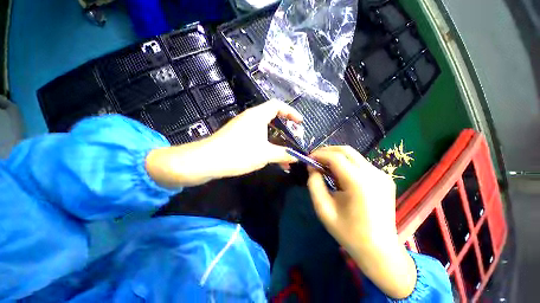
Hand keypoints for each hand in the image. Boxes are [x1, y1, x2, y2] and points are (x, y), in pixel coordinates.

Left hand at [146, 100, 302, 187]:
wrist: (207, 161)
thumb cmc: (239, 153)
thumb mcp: (265, 154)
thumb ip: (283, 154)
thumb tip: (297, 157)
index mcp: (257, 115)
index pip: (278, 105)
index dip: (291, 111)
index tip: (300, 123)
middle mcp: (250, 118)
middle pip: (272, 117)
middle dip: (285, 128)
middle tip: (293, 138)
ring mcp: (242, 127)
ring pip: (264, 130)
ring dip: (276, 140)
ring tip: (284, 153)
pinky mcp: (237, 136)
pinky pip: (257, 137)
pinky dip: (266, 145)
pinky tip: (269, 156)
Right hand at [307, 146, 415, 298]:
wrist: (380, 250)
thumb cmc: (348, 232)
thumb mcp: (323, 209)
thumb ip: (314, 184)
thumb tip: (312, 167)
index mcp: (359, 183)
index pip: (335, 157)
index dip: (319, 154)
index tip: (308, 158)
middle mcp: (374, 174)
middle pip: (346, 151)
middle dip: (327, 151)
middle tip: (314, 159)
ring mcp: (382, 175)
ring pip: (354, 155)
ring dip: (336, 157)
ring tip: (324, 166)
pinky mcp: (384, 179)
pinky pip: (361, 164)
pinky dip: (346, 163)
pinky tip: (339, 174)